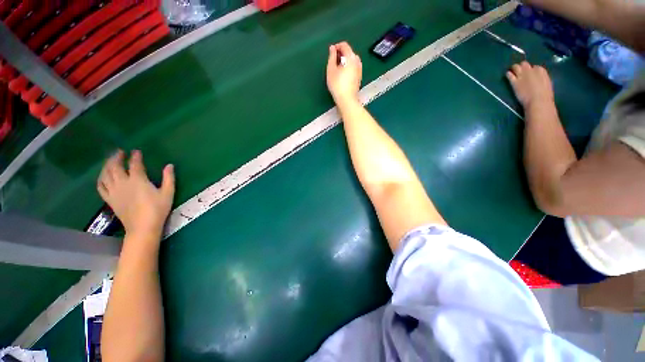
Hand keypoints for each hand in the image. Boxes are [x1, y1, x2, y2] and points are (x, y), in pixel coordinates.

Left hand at [97, 150, 174, 239]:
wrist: (143, 227)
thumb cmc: (158, 209)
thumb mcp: (168, 193)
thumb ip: (169, 178)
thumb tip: (170, 165)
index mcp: (138, 180)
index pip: (135, 164)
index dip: (135, 156)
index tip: (136, 151)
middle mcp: (122, 183)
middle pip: (115, 166)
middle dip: (117, 157)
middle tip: (119, 152)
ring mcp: (114, 191)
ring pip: (105, 174)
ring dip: (107, 165)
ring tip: (110, 161)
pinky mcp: (110, 199)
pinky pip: (101, 186)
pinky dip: (100, 179)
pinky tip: (103, 176)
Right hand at [326, 42, 361, 105]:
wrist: (347, 100)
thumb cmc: (337, 85)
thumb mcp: (331, 69)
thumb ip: (331, 57)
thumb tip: (332, 48)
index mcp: (351, 57)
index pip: (344, 45)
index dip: (336, 46)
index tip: (331, 53)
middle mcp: (357, 61)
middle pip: (349, 52)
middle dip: (341, 54)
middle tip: (333, 62)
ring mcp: (359, 69)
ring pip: (352, 60)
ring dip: (344, 61)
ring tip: (337, 69)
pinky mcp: (359, 77)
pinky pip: (353, 67)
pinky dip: (348, 67)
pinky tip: (342, 75)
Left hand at [506, 61, 554, 108]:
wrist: (538, 100)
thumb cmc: (545, 95)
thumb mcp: (547, 83)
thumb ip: (541, 78)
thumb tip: (537, 79)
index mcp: (541, 70)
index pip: (534, 67)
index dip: (531, 70)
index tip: (530, 74)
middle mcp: (531, 70)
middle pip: (524, 64)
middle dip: (522, 67)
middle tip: (520, 71)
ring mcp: (522, 75)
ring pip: (516, 67)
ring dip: (514, 68)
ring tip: (512, 71)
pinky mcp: (514, 82)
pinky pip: (509, 75)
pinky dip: (508, 74)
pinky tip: (508, 74)